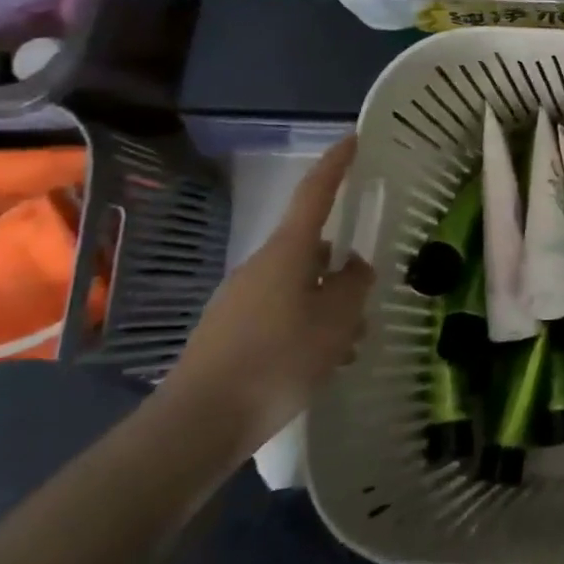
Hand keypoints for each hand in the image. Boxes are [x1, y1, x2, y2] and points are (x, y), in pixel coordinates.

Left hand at [157, 136, 372, 462]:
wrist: (197, 426)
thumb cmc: (277, 362)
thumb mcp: (335, 323)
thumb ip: (353, 287)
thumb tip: (355, 268)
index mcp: (287, 253)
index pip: (315, 194)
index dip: (336, 164)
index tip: (354, 137)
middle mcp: (260, 267)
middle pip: (311, 251)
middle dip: (341, 271)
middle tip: (367, 302)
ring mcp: (240, 299)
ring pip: (299, 287)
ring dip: (327, 306)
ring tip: (350, 346)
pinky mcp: (229, 332)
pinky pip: (280, 314)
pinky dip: (306, 327)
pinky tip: (321, 363)